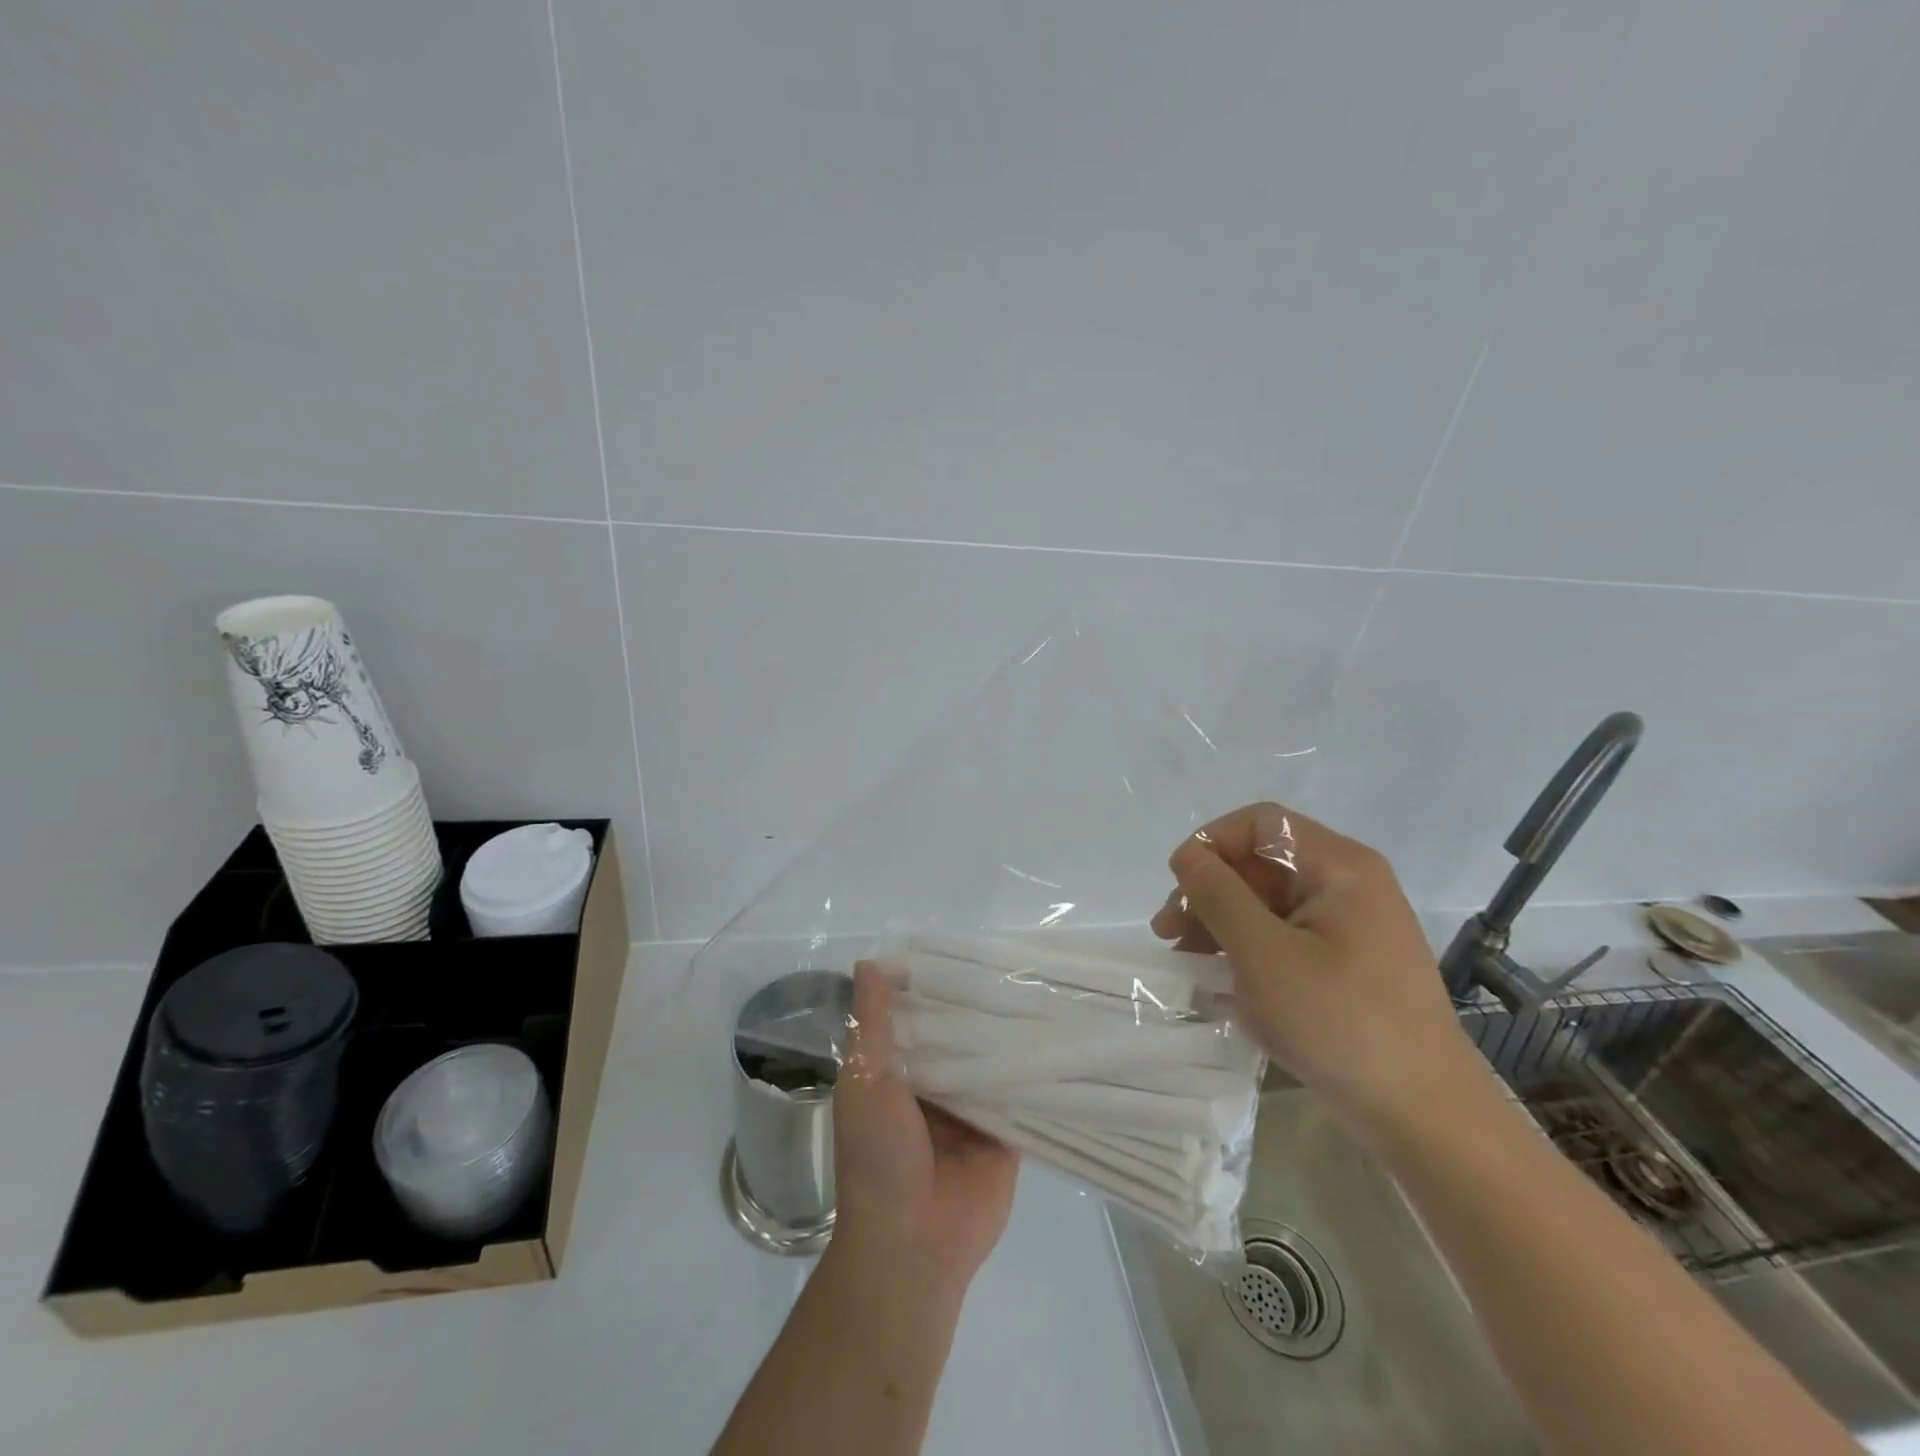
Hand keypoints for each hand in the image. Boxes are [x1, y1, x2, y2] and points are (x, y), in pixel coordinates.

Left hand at [832, 962, 1018, 1291]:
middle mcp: (934, 1083)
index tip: (961, 947)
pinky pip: (1020, 1091)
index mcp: (895, 1070)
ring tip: (1041, 983)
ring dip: (1008, 1032)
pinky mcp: (1004, 1131)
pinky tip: (1060, 1031)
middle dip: (977, 1004)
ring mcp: (971, 1107)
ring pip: (991, 1057)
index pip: (917, 1014)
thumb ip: (872, 1023)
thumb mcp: (864, 1078)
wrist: (913, 1245)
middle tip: (1013, 958)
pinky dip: (1033, 1067)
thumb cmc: (877, 1156)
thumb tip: (871, 960)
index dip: (933, 983)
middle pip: (958, 1033)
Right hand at [1150, 803, 1481, 1133]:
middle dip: (1209, 890)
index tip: (1177, 883)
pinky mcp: (1349, 964)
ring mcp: (1352, 927)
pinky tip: (1219, 978)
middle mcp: (1349, 885)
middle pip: (1262, 863)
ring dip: (1221, 922)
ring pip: (1270, 903)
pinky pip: (1286, 937)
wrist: (1425, 1115)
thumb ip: (1218, 896)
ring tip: (1185, 959)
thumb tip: (1187, 856)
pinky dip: (1248, 948)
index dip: (1212, 843)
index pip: (1261, 823)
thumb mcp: (1263, 954)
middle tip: (1167, 932)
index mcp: (1339, 867)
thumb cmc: (1340, 1021)